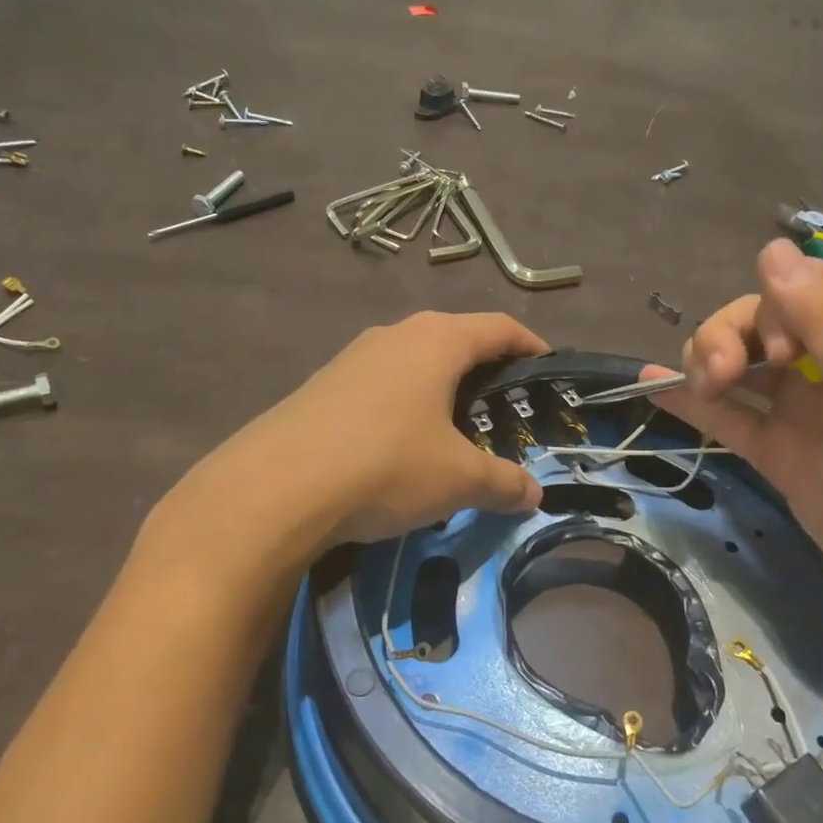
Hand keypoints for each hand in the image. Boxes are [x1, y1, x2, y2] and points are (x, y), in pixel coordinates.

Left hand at [166, 311, 547, 551]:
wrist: (275, 488)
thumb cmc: (386, 466)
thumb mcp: (457, 480)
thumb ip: (503, 482)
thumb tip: (534, 495)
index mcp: (437, 341)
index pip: (499, 327)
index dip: (530, 344)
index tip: (547, 365)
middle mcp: (395, 335)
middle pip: (455, 339)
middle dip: (485, 368)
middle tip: (505, 406)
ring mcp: (352, 357)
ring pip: (413, 361)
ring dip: (440, 387)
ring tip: (455, 428)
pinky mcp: (322, 385)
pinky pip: (380, 384)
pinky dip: (404, 404)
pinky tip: (400, 444)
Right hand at [653, 241, 822, 641]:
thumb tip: (769, 249)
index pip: (805, 288)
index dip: (774, 306)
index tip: (778, 350)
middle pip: (760, 324)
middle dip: (729, 337)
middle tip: (721, 374)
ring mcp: (806, 412)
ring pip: (739, 367)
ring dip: (706, 361)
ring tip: (698, 384)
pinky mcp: (783, 457)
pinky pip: (731, 419)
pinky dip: (692, 404)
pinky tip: (652, 384)